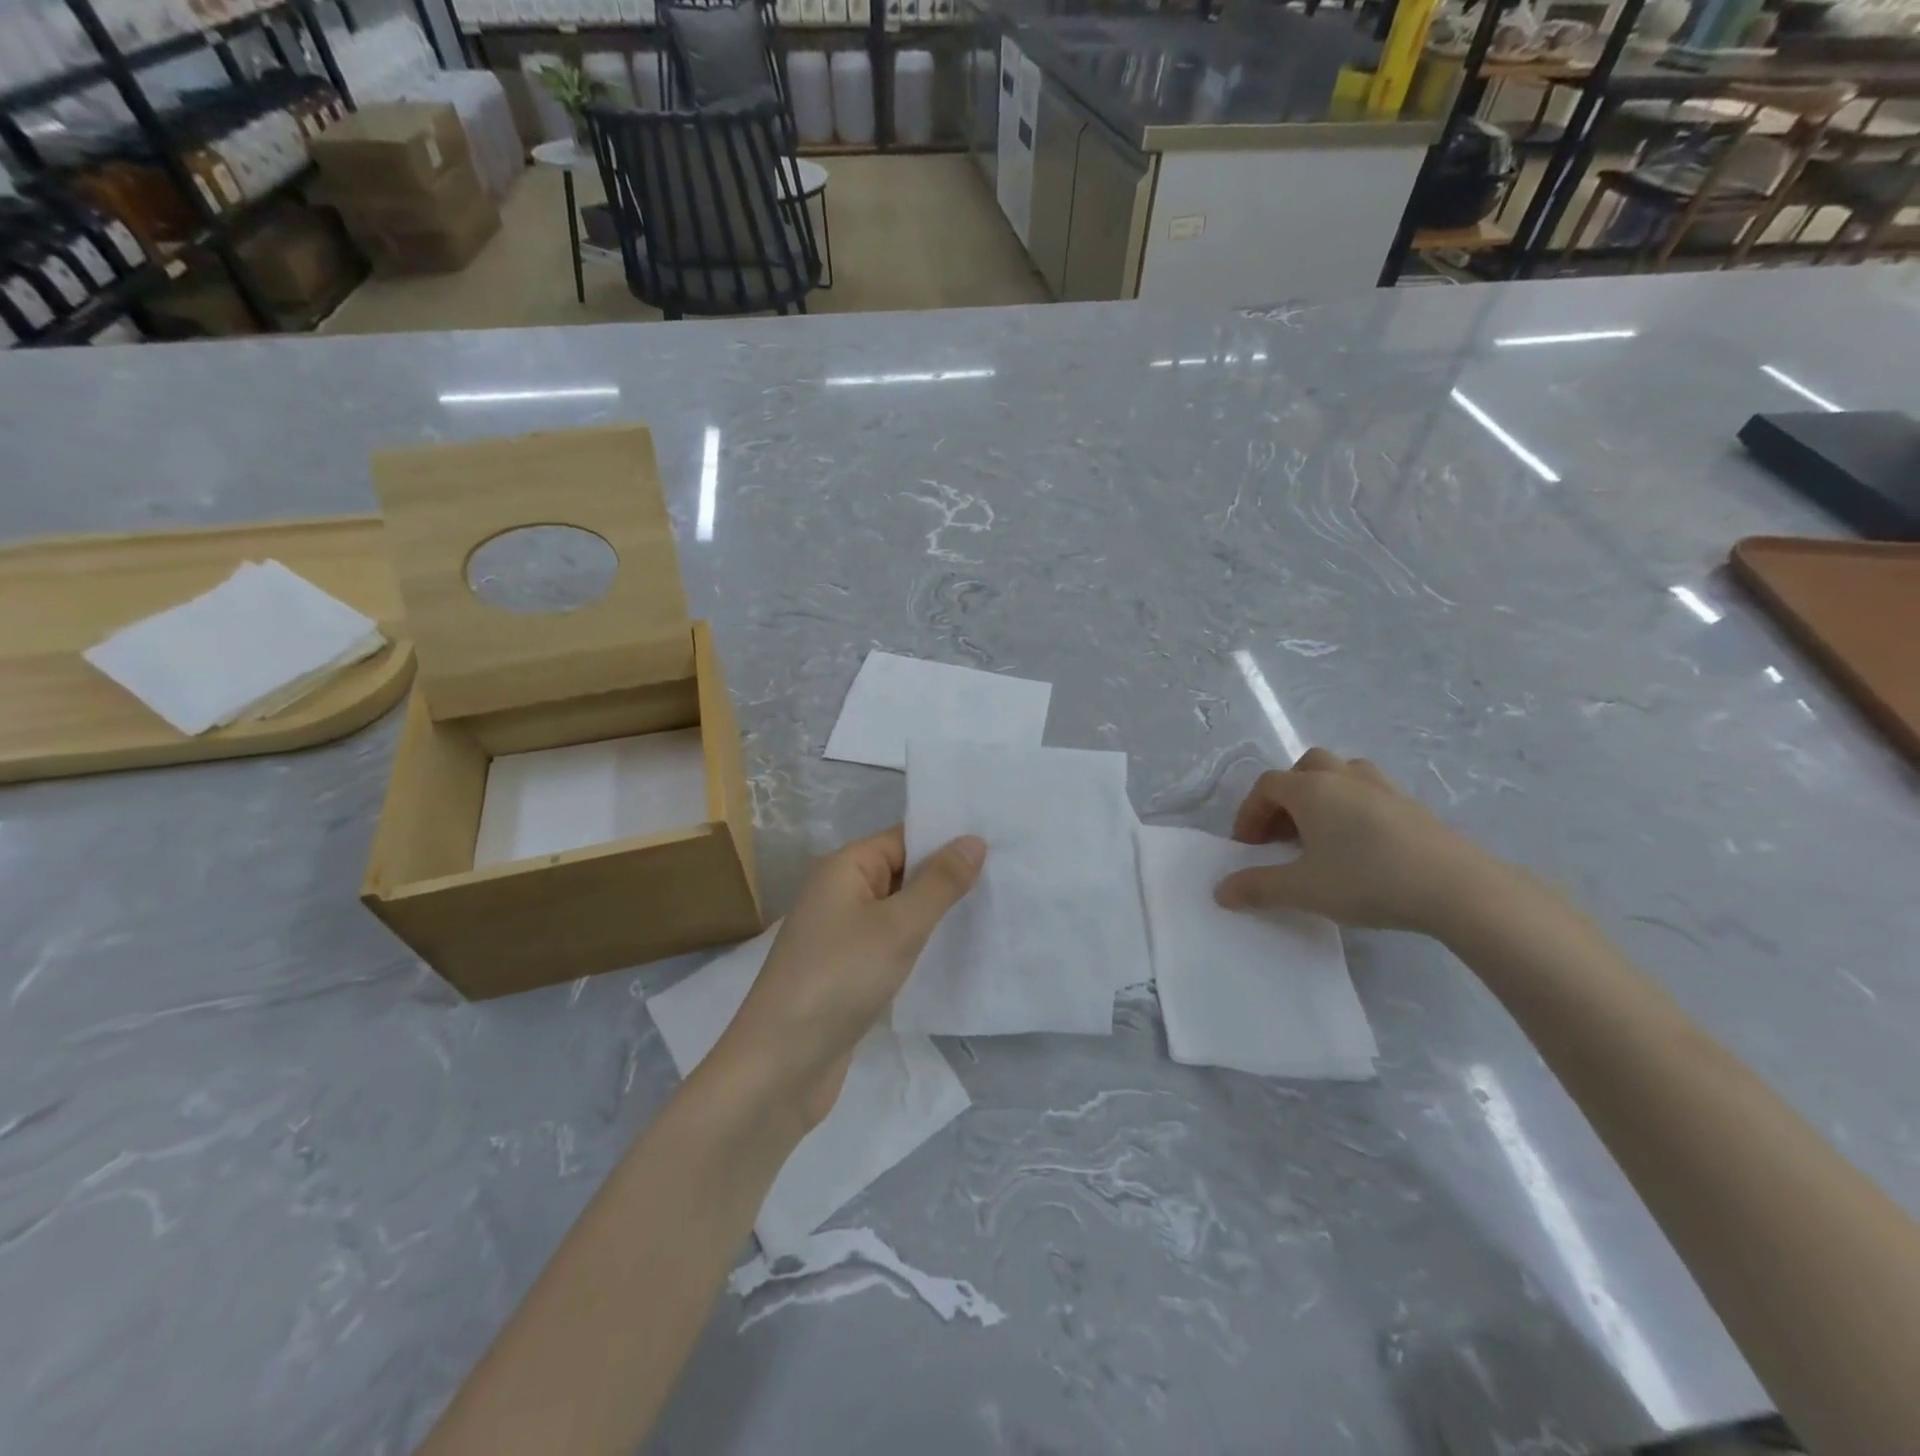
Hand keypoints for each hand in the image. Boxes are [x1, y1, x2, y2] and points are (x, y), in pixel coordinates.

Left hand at [713, 827, 985, 1127]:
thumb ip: (939, 883)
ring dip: (935, 914)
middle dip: (946, 878)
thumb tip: (974, 839)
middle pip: (901, 872)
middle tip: (1005, 880)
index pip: (903, 839)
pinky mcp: (846, 972)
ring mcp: (841, 935)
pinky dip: (918, 945)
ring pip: (898, 911)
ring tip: (992, 913)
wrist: (780, 1066)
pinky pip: (889, 944)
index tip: (997, 848)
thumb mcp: (898, 926)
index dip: (946, 841)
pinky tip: (954, 954)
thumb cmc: (840, 979)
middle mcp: (839, 893)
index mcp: (844, 868)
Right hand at [1213, 748, 1504, 934]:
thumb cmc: (1366, 879)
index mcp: (1311, 790)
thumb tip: (1220, 891)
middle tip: (1284, 833)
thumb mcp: (1303, 890)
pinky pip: (1371, 794)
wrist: (1457, 888)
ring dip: (1324, 795)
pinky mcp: (1414, 807)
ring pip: (1343, 774)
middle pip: (1305, 768)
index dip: (1249, 813)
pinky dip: (1355, 809)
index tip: (1248, 847)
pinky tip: (1362, 846)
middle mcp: (1344, 778)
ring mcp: (1384, 788)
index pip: (1266, 785)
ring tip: (1322, 833)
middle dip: (1287, 796)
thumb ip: (1257, 888)